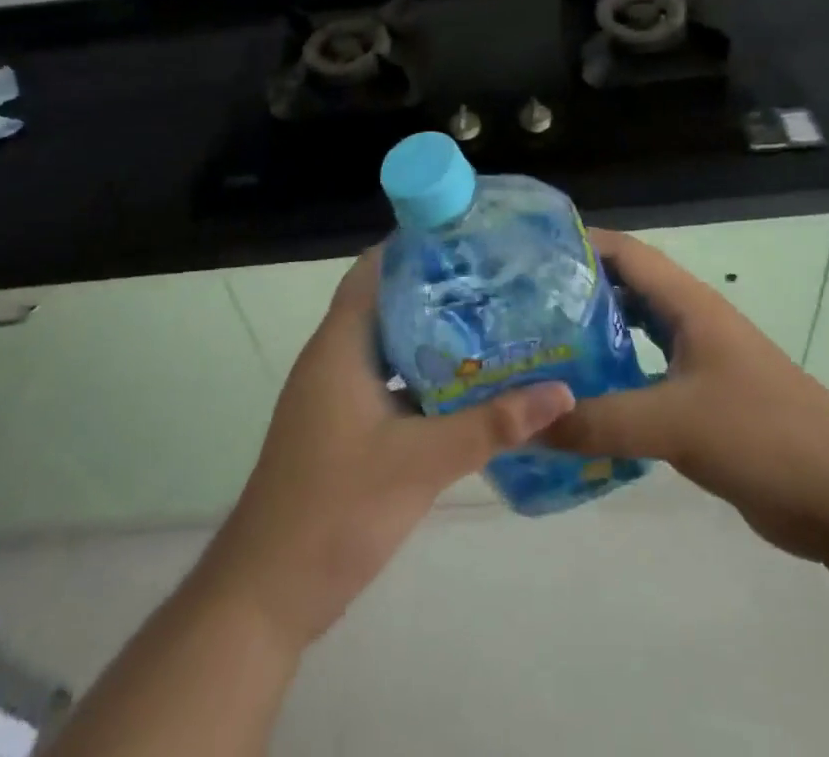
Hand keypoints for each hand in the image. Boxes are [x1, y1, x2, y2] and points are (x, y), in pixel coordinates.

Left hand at [199, 248, 574, 649]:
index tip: (468, 235)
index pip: (375, 270)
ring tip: (493, 320)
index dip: (416, 246)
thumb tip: (561, 392)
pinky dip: (423, 375)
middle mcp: (335, 358)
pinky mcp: (344, 426)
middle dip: (437, 288)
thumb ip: (491, 425)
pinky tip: (467, 384)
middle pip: (388, 302)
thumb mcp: (421, 462)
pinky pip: (388, 381)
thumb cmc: (336, 509)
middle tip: (496, 278)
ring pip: (390, 344)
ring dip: (433, 334)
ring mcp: (337, 394)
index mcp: (340, 345)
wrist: (268, 594)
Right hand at [545, 228, 828, 562]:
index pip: (625, 253)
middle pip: (624, 289)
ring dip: (593, 336)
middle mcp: (690, 321)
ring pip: (634, 334)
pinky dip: (613, 379)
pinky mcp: (701, 401)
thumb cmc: (763, 433)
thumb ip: (600, 421)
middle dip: (575, 292)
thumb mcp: (675, 423)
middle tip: (520, 306)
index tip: (526, 255)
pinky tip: (581, 400)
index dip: (579, 244)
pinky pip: (645, 376)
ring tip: (539, 348)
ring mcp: (698, 361)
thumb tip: (525, 425)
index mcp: (688, 304)